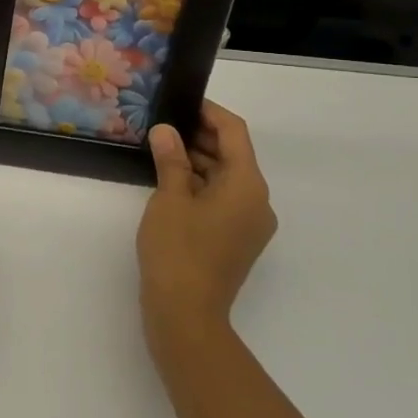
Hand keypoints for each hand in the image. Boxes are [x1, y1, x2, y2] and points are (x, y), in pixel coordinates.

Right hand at [136, 100, 277, 358]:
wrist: (186, 315)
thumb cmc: (178, 250)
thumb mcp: (169, 198)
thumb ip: (171, 159)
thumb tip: (166, 131)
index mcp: (247, 185)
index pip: (234, 133)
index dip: (209, 113)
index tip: (182, 102)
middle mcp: (257, 201)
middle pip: (232, 155)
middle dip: (199, 137)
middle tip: (162, 124)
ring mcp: (248, 224)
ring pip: (225, 179)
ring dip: (196, 162)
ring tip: (160, 149)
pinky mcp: (235, 241)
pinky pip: (221, 200)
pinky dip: (199, 186)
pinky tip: (169, 181)